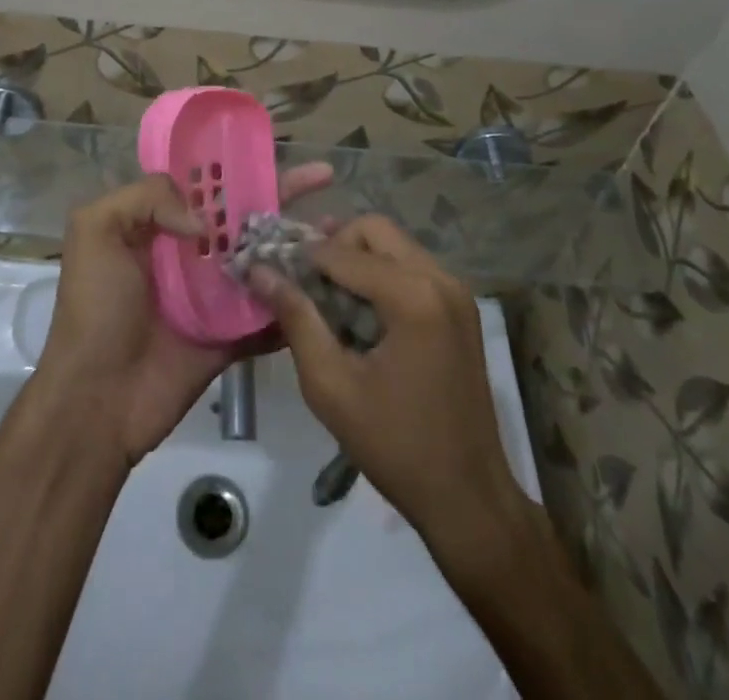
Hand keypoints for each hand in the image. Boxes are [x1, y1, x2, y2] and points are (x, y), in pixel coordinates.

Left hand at [37, 164, 335, 464]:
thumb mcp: (96, 230)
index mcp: (160, 224)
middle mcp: (192, 252)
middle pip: (245, 215)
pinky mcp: (233, 335)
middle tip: (326, 177)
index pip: (207, 184)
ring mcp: (217, 294)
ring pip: (266, 259)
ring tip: (340, 228)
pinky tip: (334, 283)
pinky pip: (271, 314)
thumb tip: (204, 219)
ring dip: (300, 243)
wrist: (98, 399)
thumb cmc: (95, 308)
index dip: (239, 165)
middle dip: (284, 194)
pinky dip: (299, 302)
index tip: (275, 150)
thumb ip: (145, 198)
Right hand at [249, 216, 527, 547]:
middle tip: (304, 281)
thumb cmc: (395, 445)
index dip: (301, 257)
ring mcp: (456, 291)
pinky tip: (360, 312)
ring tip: (327, 296)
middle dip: (334, 246)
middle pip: (374, 230)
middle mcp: (440, 278)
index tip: (271, 269)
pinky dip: (381, 274)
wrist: (469, 498)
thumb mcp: (331, 386)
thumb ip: (296, 318)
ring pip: (394, 244)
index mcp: (413, 296)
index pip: (343, 252)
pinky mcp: (461, 307)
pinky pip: (412, 266)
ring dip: (357, 258)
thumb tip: (259, 271)